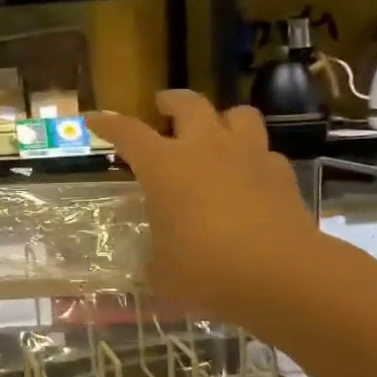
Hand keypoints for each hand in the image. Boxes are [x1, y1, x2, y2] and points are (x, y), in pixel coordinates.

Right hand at [87, 92, 317, 327]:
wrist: (281, 274)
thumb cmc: (205, 268)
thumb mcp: (161, 270)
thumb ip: (154, 256)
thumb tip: (156, 259)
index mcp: (163, 166)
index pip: (127, 132)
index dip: (108, 123)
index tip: (94, 119)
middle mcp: (204, 148)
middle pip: (188, 104)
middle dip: (171, 101)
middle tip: (163, 106)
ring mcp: (248, 156)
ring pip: (237, 114)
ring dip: (221, 118)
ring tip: (214, 131)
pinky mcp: (281, 174)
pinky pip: (265, 152)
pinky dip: (253, 157)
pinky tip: (249, 175)